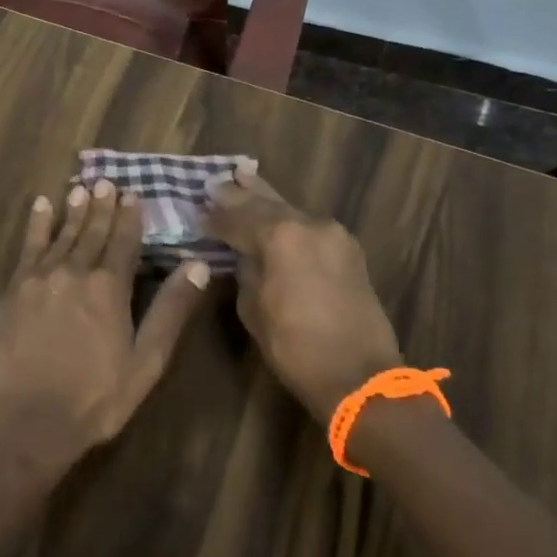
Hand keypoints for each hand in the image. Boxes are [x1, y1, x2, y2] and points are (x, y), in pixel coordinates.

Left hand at [0, 180, 210, 468]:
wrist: (27, 421)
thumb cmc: (95, 398)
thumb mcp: (146, 361)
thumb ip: (170, 310)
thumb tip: (198, 266)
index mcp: (109, 288)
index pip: (123, 242)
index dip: (130, 218)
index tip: (133, 195)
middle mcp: (74, 272)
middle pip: (91, 232)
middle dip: (102, 206)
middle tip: (108, 182)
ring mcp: (39, 279)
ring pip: (61, 234)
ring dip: (73, 210)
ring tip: (82, 188)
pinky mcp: (13, 290)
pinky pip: (27, 247)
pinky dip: (36, 225)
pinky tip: (41, 206)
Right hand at [205, 162, 402, 422]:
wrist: (360, 376)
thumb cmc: (295, 347)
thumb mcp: (253, 309)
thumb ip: (245, 271)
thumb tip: (242, 255)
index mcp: (280, 236)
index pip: (236, 218)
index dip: (214, 217)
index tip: (197, 213)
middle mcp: (308, 224)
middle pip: (265, 203)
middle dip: (239, 194)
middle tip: (216, 182)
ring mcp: (333, 234)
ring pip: (290, 210)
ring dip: (265, 200)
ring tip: (243, 179)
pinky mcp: (348, 250)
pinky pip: (309, 225)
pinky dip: (288, 220)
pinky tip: (275, 215)